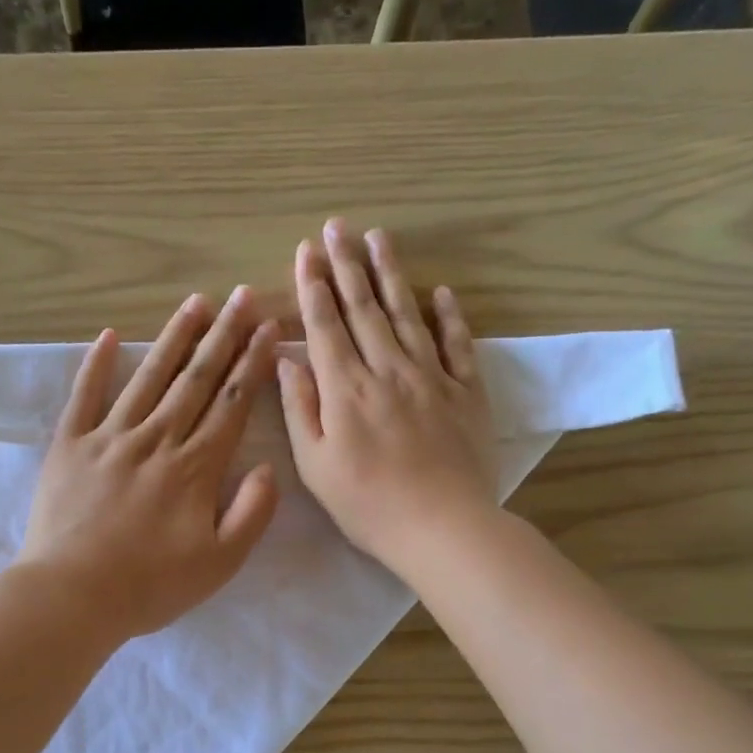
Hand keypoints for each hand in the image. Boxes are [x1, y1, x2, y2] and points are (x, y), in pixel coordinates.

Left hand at [19, 288, 280, 641]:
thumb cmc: (151, 586)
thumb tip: (267, 467)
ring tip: (195, 303)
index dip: (251, 364)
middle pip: (196, 380)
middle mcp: (157, 440)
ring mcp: (110, 438)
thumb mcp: (220, 563)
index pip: (231, 404)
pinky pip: (84, 396)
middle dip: (223, 336)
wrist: (72, 596)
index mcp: (195, 467)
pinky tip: (107, 335)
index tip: (266, 328)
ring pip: (148, 378)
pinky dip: (95, 364)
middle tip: (240, 296)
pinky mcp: (70, 446)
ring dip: (173, 338)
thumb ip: (252, 513)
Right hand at [277, 220, 495, 574]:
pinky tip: (440, 292)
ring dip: (391, 273)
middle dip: (347, 264)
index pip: (325, 325)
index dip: (313, 286)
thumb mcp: (316, 466)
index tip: (306, 251)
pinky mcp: (466, 392)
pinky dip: (448, 316)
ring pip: (407, 314)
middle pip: (364, 308)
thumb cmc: (368, 505)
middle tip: (338, 226)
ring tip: (380, 237)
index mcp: (345, 389)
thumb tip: (287, 360)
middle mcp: (387, 370)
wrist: (442, 527)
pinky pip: (457, 344)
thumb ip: (300, 409)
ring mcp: (431, 377)